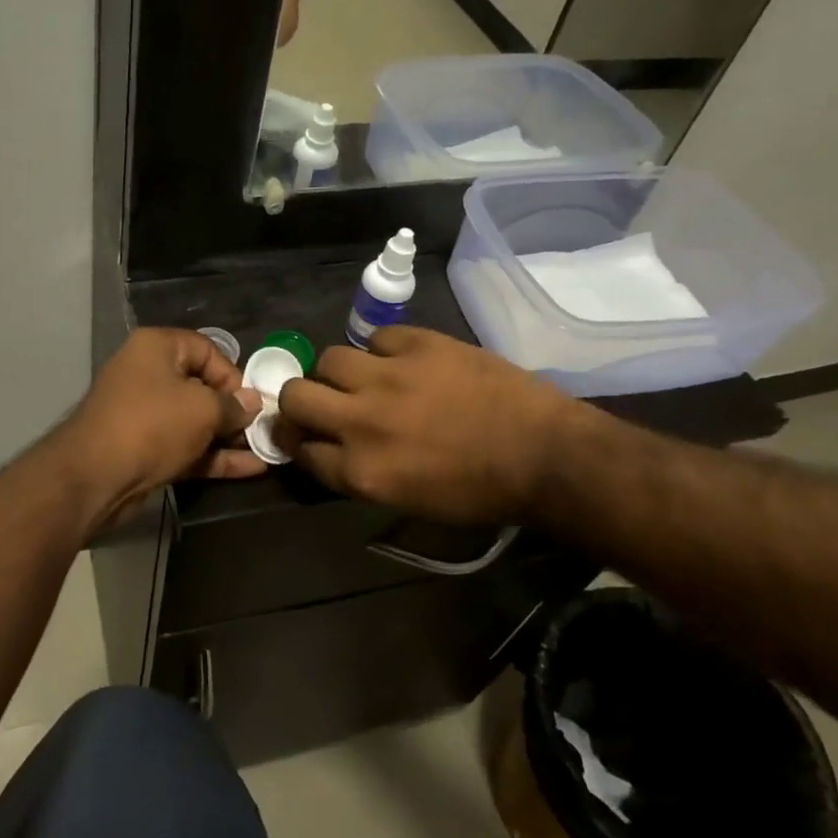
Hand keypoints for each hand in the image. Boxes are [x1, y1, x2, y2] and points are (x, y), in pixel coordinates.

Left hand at [60, 328, 265, 515]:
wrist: (95, 477)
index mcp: (156, 348)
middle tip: (261, 429)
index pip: (206, 350)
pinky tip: (250, 469)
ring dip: (227, 436)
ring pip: (194, 421)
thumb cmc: (152, 425)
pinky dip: (213, 456)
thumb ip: (232, 406)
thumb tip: (252, 403)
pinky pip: (186, 446)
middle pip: (200, 386)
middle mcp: (148, 374)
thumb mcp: (202, 409)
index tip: (250, 402)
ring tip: (264, 450)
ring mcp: (144, 415)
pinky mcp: (144, 449)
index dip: (232, 375)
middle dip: (233, 410)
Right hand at [276, 325, 581, 524]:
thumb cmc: (479, 491)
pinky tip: (403, 362)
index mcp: (361, 471)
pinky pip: (376, 338)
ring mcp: (388, 376)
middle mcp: (361, 422)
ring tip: (363, 378)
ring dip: (338, 372)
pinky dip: (383, 351)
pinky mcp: (417, 343)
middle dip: (296, 401)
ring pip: (328, 359)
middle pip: (295, 396)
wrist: (543, 453)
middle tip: (318, 402)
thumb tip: (330, 447)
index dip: (296, 442)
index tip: (302, 435)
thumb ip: (358, 472)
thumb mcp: (406, 500)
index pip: (299, 450)